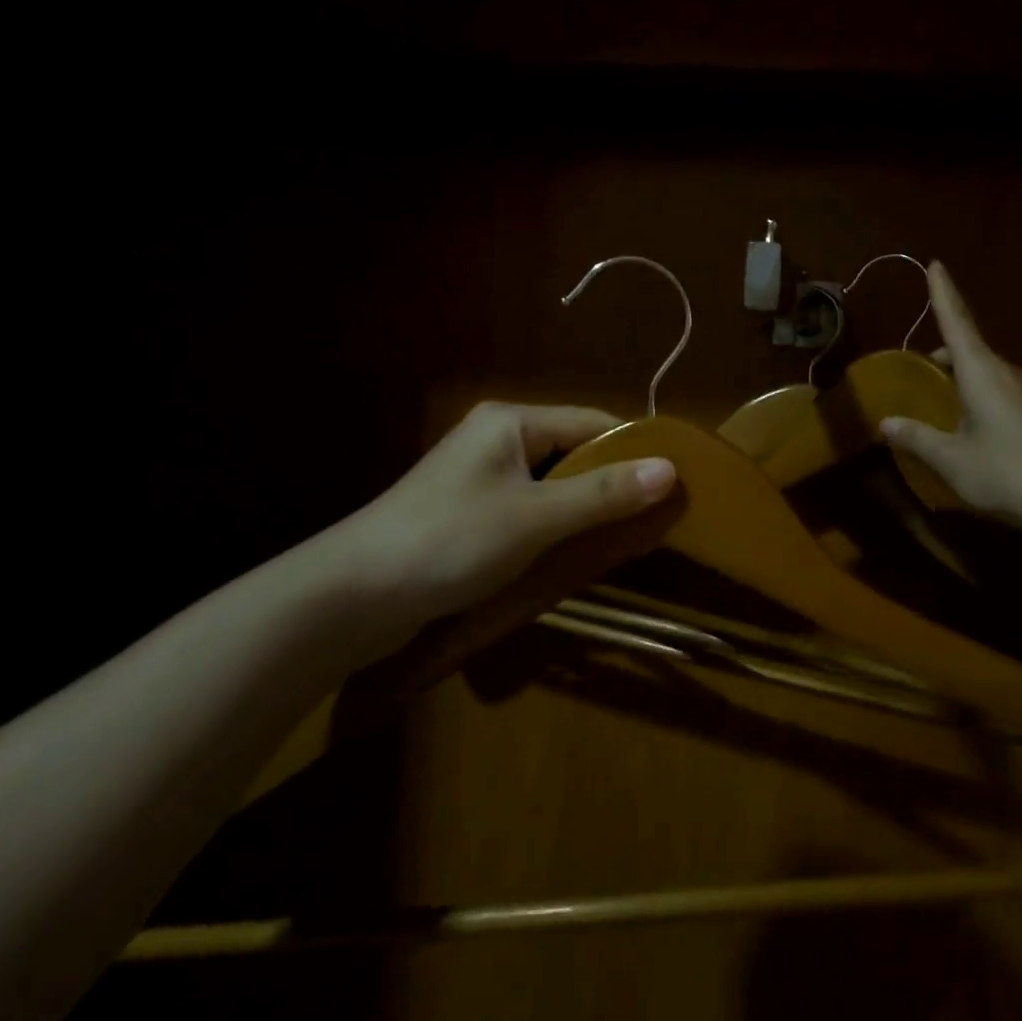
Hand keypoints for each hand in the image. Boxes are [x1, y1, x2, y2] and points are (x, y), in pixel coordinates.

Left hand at [326, 403, 675, 665]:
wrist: (349, 598)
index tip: (673, 486)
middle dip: (610, 485)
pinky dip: (553, 528)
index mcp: (511, 422)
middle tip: (652, 520)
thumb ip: (604, 492)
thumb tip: (671, 469)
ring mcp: (477, 478)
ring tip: (622, 540)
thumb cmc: (450, 541)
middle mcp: (495, 439)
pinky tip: (571, 555)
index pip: (592, 423)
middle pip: (572, 452)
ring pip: (551, 485)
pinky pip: (527, 510)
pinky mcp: (465, 514)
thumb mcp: (537, 517)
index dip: (634, 452)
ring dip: (582, 510)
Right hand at [882, 262, 1021, 535]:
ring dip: (958, 374)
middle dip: (942, 350)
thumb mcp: (951, 459)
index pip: (957, 322)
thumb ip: (917, 438)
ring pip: (983, 370)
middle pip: (968, 347)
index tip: (935, 263)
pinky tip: (966, 423)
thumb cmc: (1006, 473)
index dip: (943, 293)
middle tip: (916, 366)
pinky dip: (974, 392)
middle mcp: (1005, 373)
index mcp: (982, 372)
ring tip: (936, 397)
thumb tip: (885, 423)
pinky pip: (996, 388)